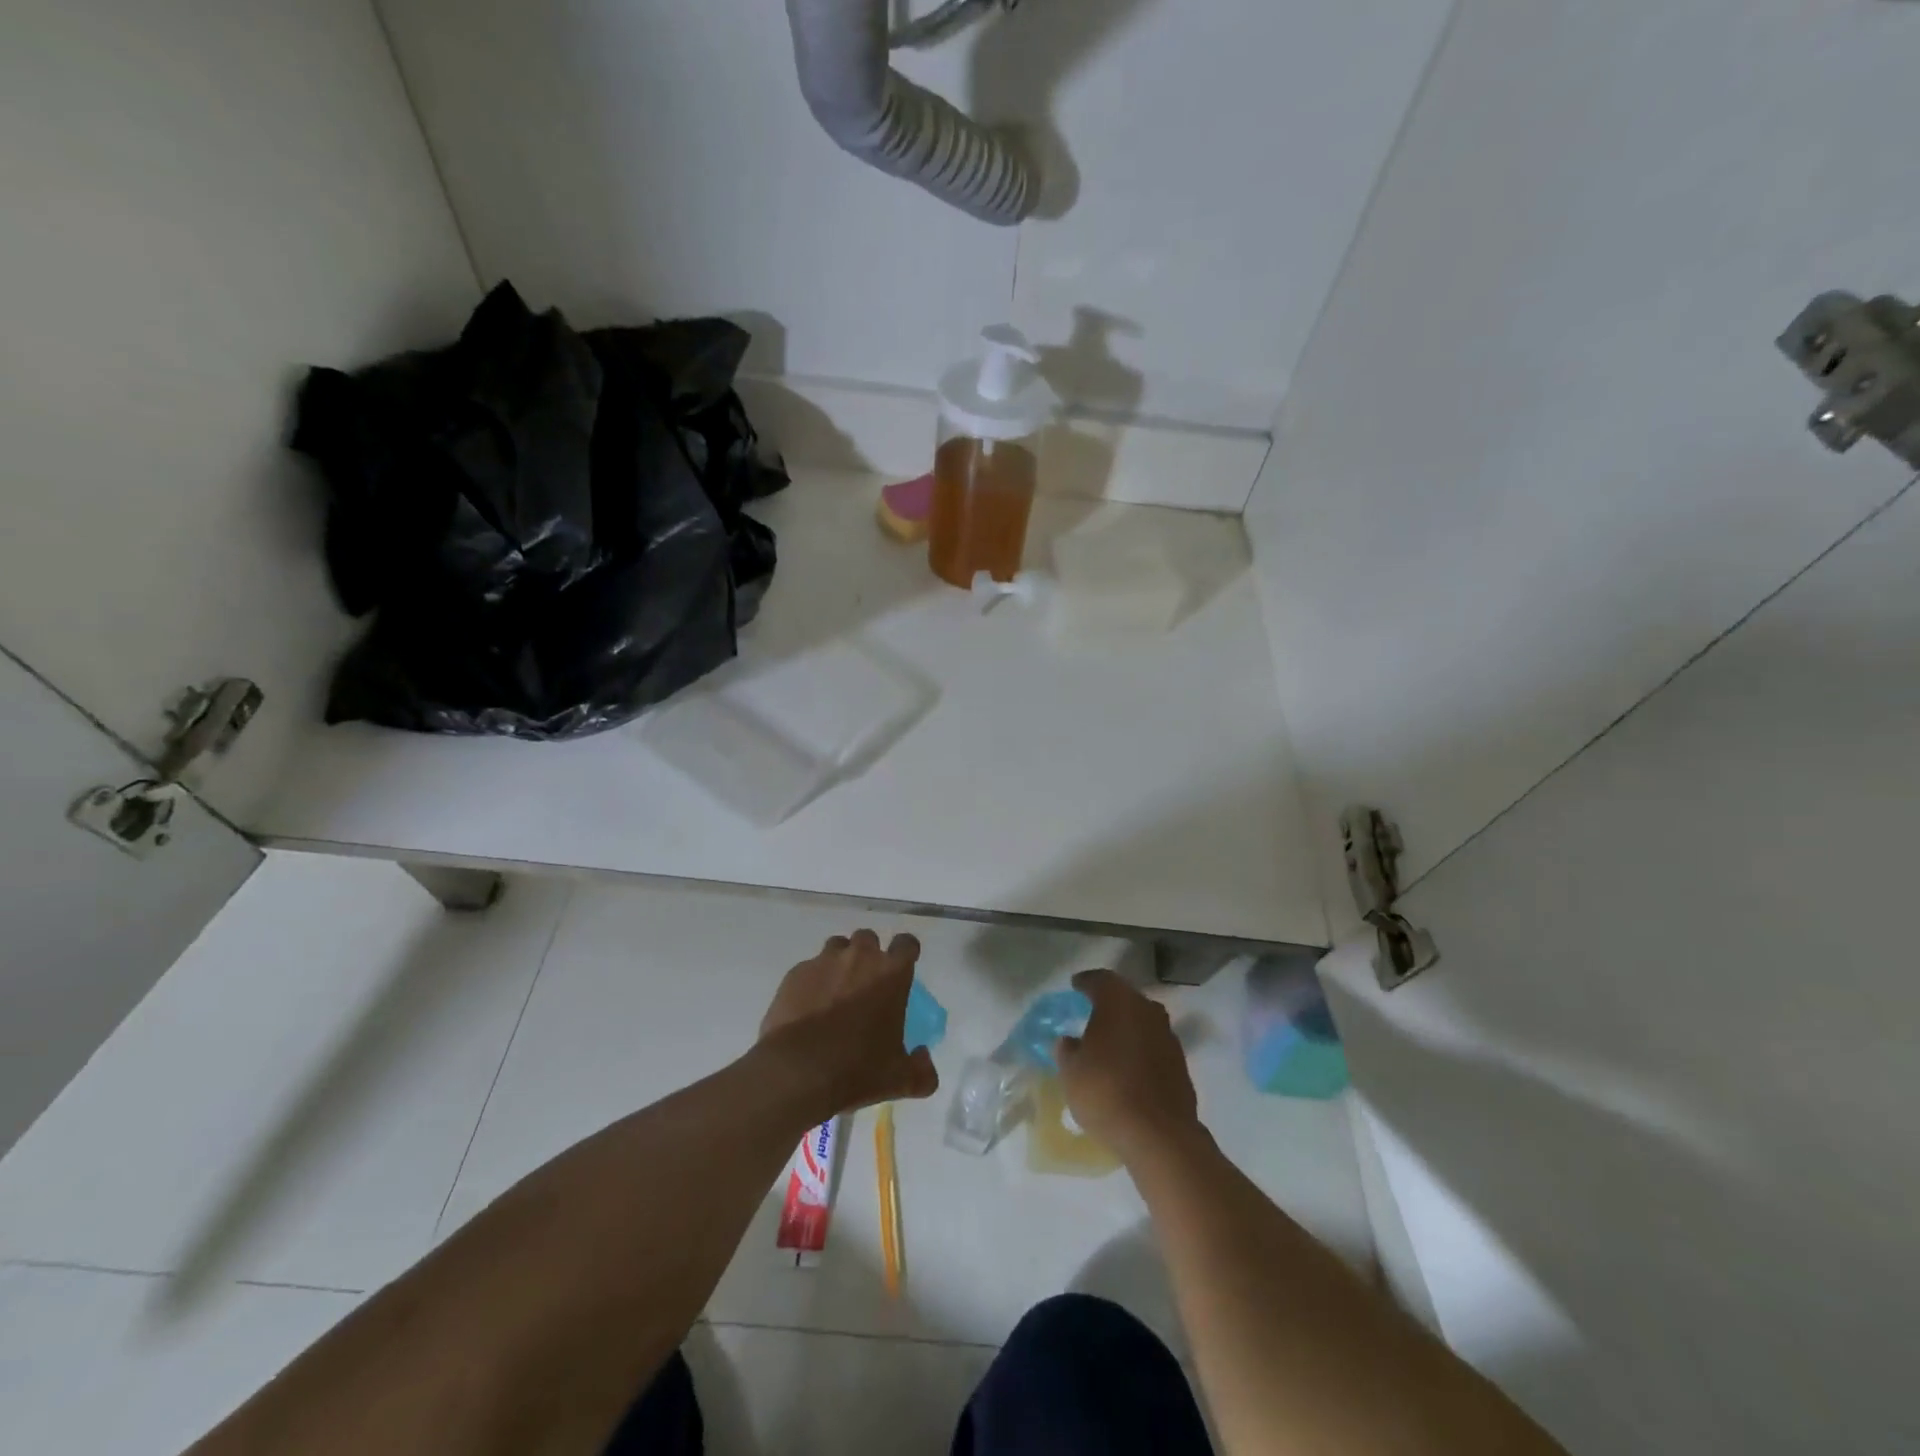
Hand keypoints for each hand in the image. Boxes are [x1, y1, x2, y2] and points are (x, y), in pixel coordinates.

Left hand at [757, 930, 939, 1120]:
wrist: (797, 1071)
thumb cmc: (856, 1069)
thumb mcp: (899, 1080)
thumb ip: (921, 1070)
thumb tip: (924, 1058)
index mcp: (891, 974)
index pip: (906, 943)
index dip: (906, 951)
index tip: (903, 966)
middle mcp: (859, 957)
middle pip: (868, 939)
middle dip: (868, 954)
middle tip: (866, 982)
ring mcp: (824, 962)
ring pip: (836, 947)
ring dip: (840, 962)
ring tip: (835, 990)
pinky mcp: (796, 973)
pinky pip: (808, 968)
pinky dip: (812, 981)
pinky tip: (808, 1006)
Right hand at [1055, 968, 1199, 1157]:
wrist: (1158, 1135)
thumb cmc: (1106, 1091)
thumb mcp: (1071, 1071)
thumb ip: (1067, 1050)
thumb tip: (1068, 1041)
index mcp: (1119, 1002)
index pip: (1101, 980)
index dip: (1086, 982)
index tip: (1075, 985)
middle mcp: (1147, 1010)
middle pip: (1126, 997)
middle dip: (1109, 1003)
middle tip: (1091, 1011)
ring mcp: (1168, 1037)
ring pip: (1143, 1021)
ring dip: (1127, 1027)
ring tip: (1109, 1041)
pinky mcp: (1180, 1064)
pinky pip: (1154, 1046)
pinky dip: (1140, 1049)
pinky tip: (1128, 1066)